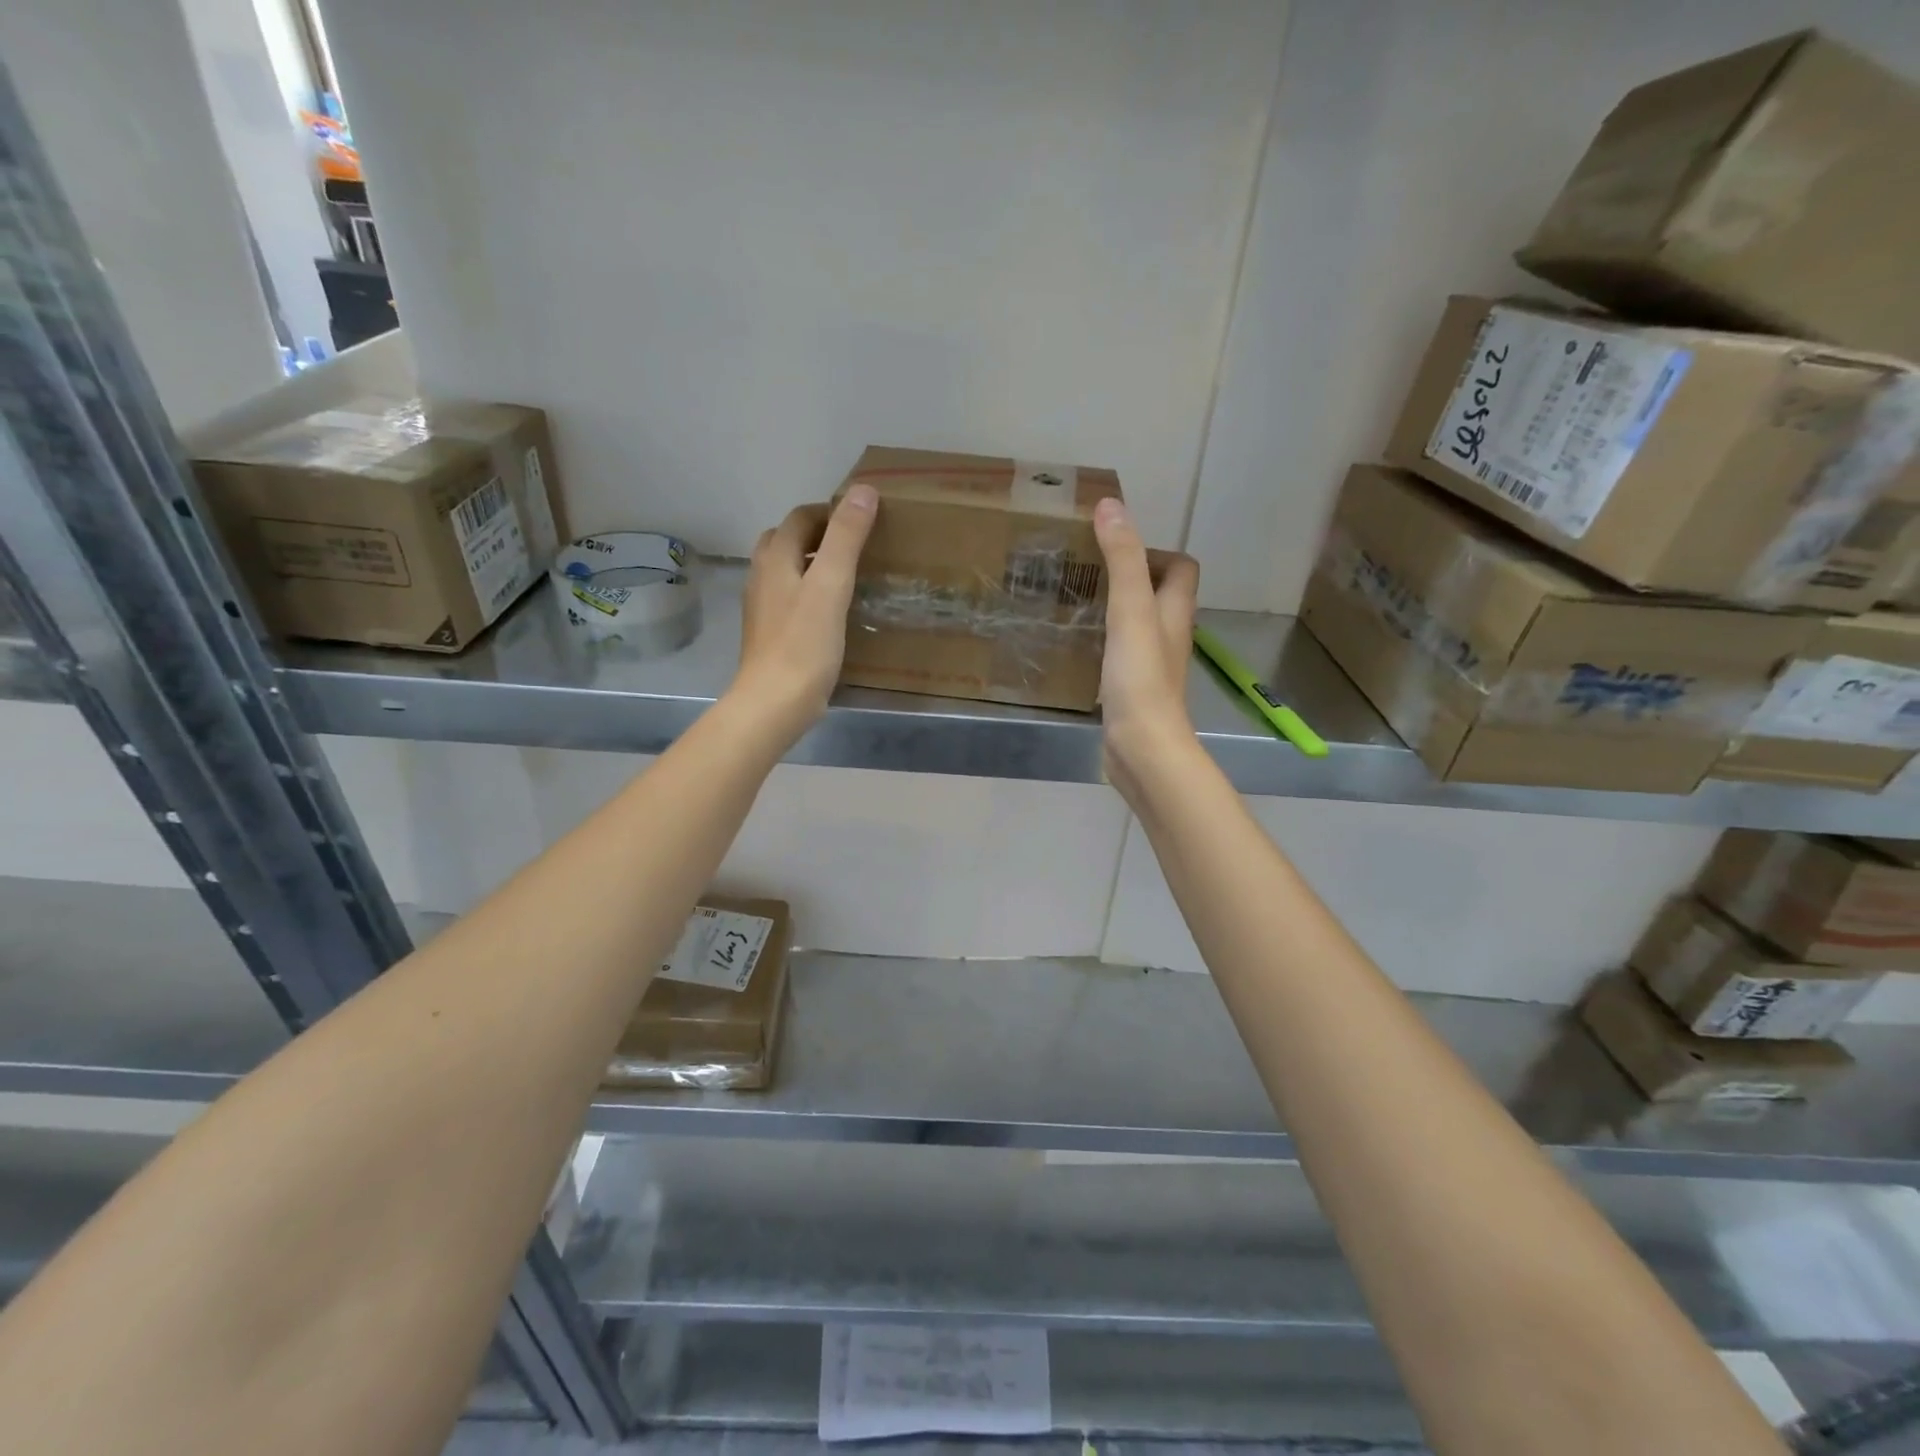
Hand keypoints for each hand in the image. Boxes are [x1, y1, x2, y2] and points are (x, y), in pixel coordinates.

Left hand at [734, 485, 877, 741]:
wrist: (773, 703)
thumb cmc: (804, 644)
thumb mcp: (831, 585)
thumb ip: (846, 538)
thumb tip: (864, 490)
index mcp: (774, 558)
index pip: (800, 517)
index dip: (830, 512)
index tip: (863, 520)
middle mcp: (762, 577)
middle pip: (785, 541)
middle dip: (817, 536)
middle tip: (855, 547)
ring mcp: (762, 608)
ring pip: (785, 571)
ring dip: (811, 564)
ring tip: (846, 576)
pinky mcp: (770, 635)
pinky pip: (789, 600)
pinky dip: (808, 593)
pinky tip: (831, 612)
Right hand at [1092, 496, 1199, 801]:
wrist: (1143, 747)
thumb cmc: (1141, 677)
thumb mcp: (1130, 610)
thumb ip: (1122, 559)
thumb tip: (1111, 505)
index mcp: (1175, 613)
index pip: (1182, 568)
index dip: (1156, 552)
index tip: (1116, 550)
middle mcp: (1169, 636)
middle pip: (1160, 596)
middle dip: (1130, 579)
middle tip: (1088, 573)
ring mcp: (1152, 667)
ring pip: (1139, 627)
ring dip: (1116, 612)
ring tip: (1078, 603)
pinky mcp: (1133, 691)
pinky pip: (1123, 656)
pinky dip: (1106, 644)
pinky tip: (1079, 648)